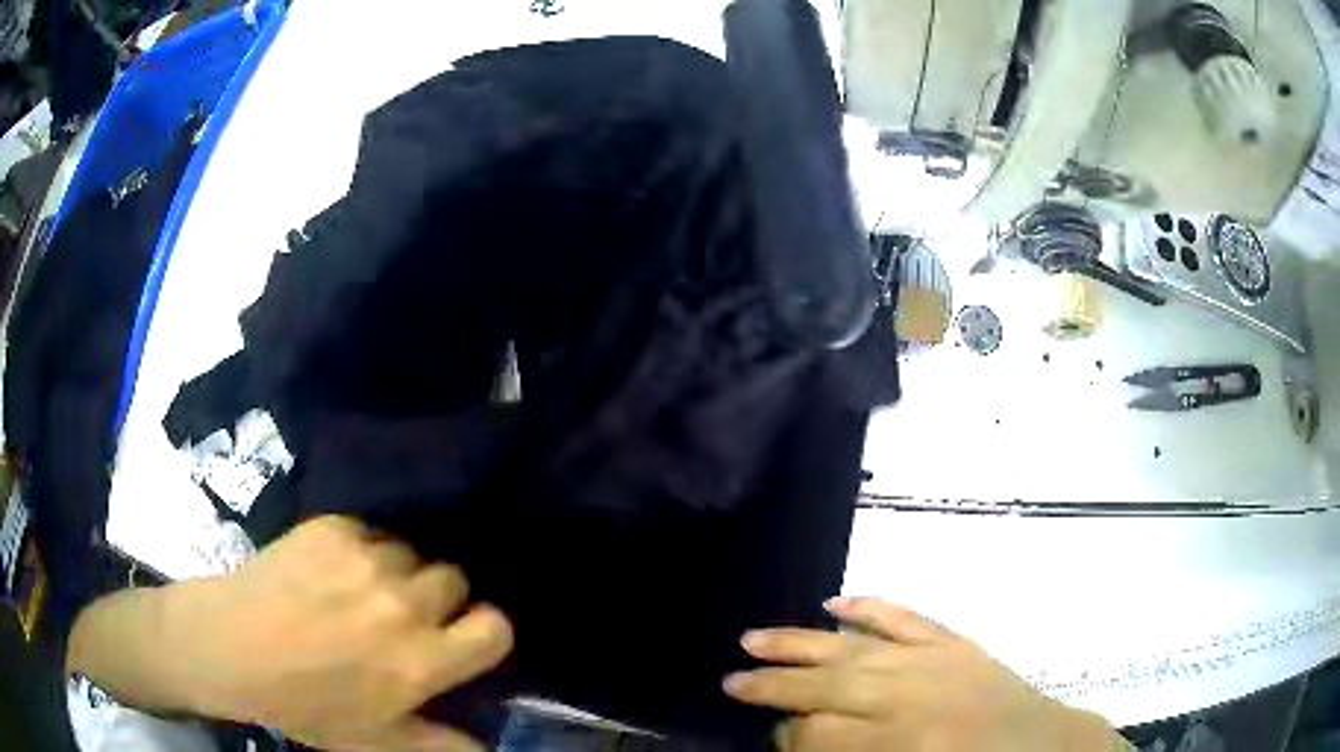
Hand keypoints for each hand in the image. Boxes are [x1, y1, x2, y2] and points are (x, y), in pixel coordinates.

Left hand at [72, 516, 512, 751]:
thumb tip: (491, 748)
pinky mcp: (331, 527)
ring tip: (359, 594)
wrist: (230, 645)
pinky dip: (360, 550)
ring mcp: (364, 558)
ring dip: (396, 573)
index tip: (459, 640)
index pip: (495, 626)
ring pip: (411, 553)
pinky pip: (370, 532)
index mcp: (419, 661)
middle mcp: (401, 604)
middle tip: (397, 619)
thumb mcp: (375, 741)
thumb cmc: (303, 703)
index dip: (484, 633)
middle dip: (436, 600)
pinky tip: (329, 573)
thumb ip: (440, 745)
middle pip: (454, 580)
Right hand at [723, 598, 1126, 751]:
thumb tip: (799, 738)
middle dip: (772, 686)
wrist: (1042, 747)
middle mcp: (908, 696)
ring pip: (853, 646)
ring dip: (800, 643)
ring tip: (753, 639)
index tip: (772, 735)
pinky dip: (869, 607)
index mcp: (899, 742)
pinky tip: (836, 601)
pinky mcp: (954, 640)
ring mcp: (933, 659)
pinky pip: (905, 617)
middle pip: (824, 686)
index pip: (816, 734)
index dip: (785, 735)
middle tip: (730, 679)